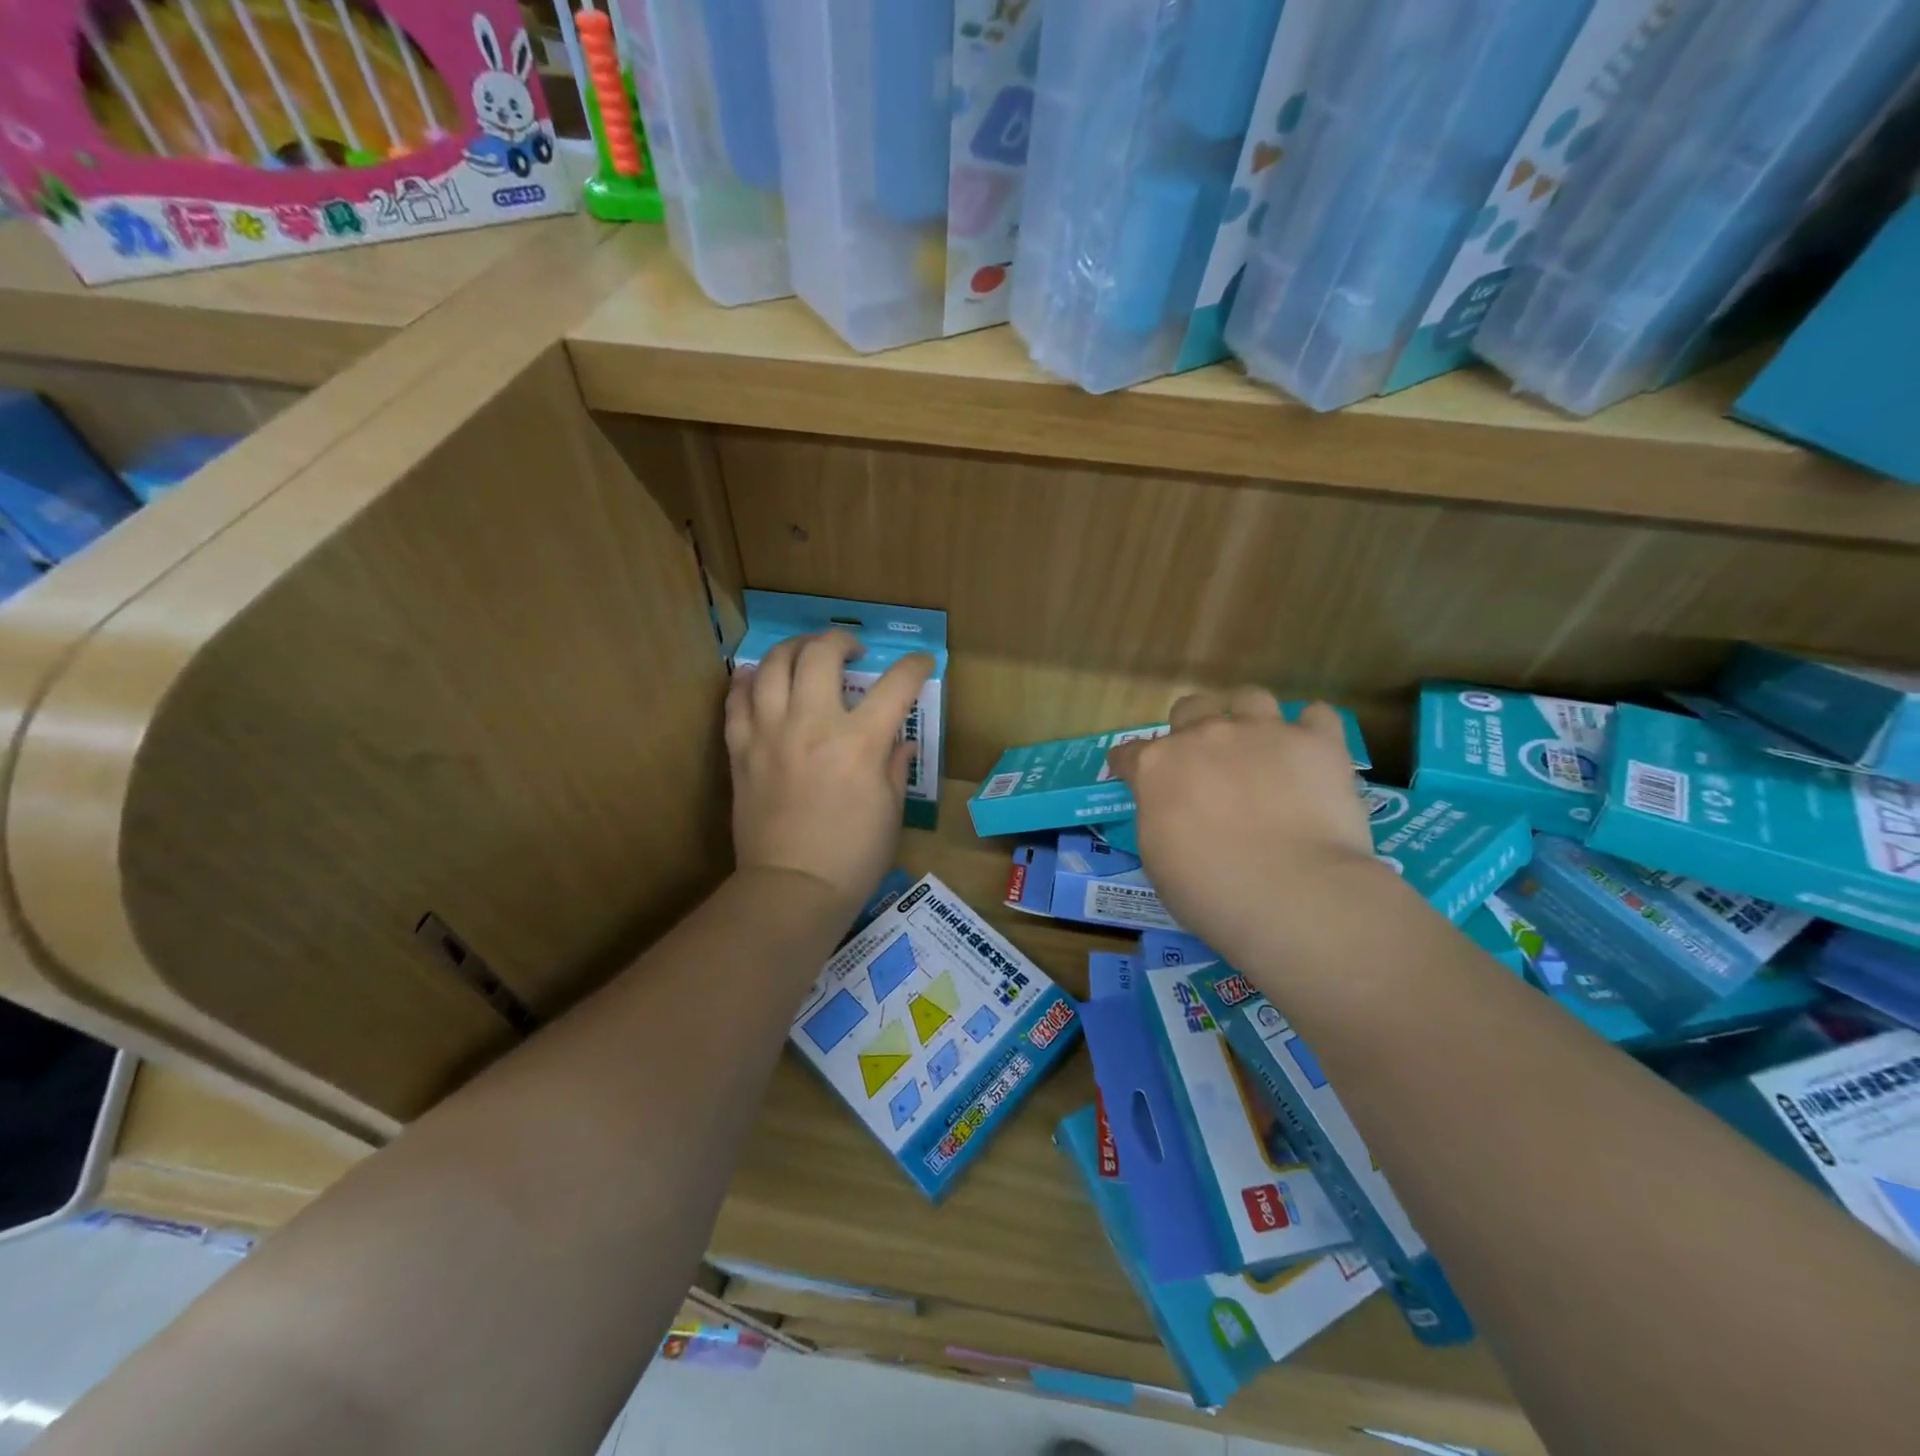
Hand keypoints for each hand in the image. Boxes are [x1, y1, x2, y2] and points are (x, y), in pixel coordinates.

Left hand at [726, 630, 931, 920]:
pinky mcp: (741, 750)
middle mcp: (812, 724)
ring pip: (771, 665)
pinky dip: (748, 680)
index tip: (920, 663)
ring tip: (805, 655)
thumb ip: (894, 766)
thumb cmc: (853, 856)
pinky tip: (758, 677)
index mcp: (859, 742)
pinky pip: (736, 700)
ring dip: (793, 649)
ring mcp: (769, 733)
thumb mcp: (890, 811)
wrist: (792, 888)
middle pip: (821, 655)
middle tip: (851, 650)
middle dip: (841, 640)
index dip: (914, 667)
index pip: (895, 685)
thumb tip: (900, 742)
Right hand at [1108, 691, 1384, 966]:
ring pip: (1250, 697)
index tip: (1135, 777)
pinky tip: (1313, 754)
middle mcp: (1204, 736)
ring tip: (1263, 748)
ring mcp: (1262, 732)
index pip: (1129, 752)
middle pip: (1190, 708)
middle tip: (1206, 762)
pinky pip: (1316, 715)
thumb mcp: (1158, 860)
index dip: (1130, 765)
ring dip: (1250, 719)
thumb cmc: (1209, 890)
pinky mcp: (1316, 742)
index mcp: (1157, 767)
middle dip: (1193, 729)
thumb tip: (1172, 813)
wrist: (1290, 892)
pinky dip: (1313, 730)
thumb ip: (1160, 820)